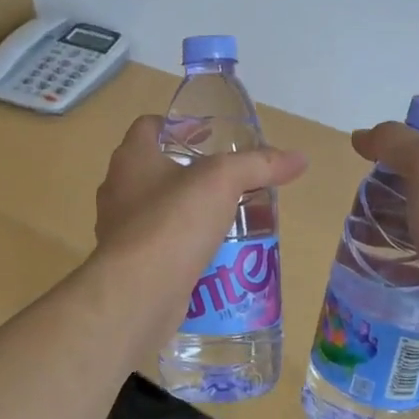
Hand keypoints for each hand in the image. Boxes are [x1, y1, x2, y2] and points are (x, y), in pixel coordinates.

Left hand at [94, 115, 306, 297]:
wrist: (137, 293)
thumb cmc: (173, 221)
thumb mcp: (223, 181)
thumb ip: (259, 165)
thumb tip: (299, 159)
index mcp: (132, 158)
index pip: (149, 126)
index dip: (178, 125)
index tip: (208, 135)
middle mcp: (118, 189)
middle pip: (155, 169)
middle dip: (190, 172)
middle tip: (227, 179)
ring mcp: (120, 230)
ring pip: (158, 211)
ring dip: (189, 212)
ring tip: (227, 218)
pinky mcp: (129, 265)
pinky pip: (161, 247)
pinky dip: (184, 247)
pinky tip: (213, 255)